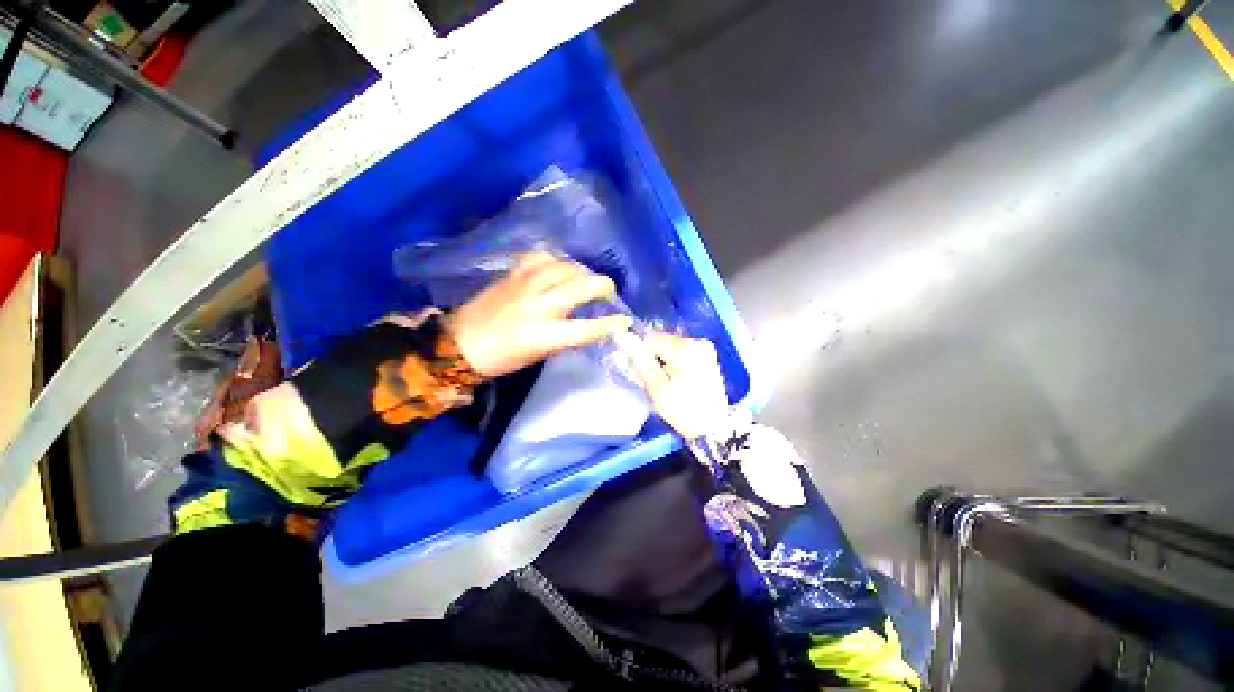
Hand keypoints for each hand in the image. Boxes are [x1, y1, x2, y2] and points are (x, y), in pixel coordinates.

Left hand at [445, 253, 632, 377]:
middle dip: (601, 285)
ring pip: (562, 267)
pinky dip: (553, 260)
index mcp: (542, 335)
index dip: (609, 325)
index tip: (625, 320)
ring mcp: (523, 286)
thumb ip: (563, 336)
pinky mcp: (511, 275)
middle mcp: (537, 306)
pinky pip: (538, 258)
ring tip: (584, 277)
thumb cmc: (502, 358)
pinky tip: (556, 266)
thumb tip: (583, 322)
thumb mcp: (538, 354)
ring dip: (579, 271)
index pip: (585, 329)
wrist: (459, 344)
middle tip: (608, 289)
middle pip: (578, 287)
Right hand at [620, 331, 728, 438]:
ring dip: (663, 360)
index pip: (650, 339)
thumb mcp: (657, 387)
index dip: (641, 355)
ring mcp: (704, 347)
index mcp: (684, 347)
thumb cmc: (682, 410)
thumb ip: (640, 359)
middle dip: (653, 358)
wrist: (713, 427)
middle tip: (652, 382)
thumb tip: (622, 335)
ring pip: (671, 346)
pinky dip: (675, 361)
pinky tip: (676, 379)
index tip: (641, 375)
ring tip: (665, 382)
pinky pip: (683, 351)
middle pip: (662, 341)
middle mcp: (696, 340)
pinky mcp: (708, 354)